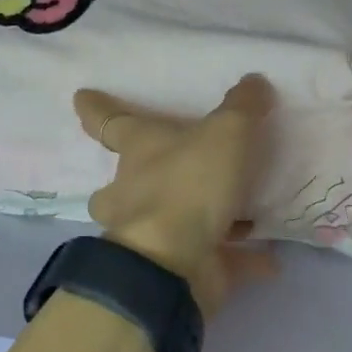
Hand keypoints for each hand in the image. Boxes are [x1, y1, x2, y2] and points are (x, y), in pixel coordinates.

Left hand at [73, 74, 277, 318]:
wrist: (172, 265)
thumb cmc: (189, 184)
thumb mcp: (226, 132)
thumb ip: (242, 106)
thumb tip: (255, 82)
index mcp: (139, 150)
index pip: (109, 121)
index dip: (96, 108)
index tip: (81, 97)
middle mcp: (134, 191)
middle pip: (124, 181)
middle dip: (132, 179)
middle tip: (153, 173)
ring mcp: (150, 234)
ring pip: (161, 224)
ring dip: (189, 219)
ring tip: (228, 213)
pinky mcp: (178, 269)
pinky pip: (214, 260)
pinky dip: (240, 259)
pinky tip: (270, 259)